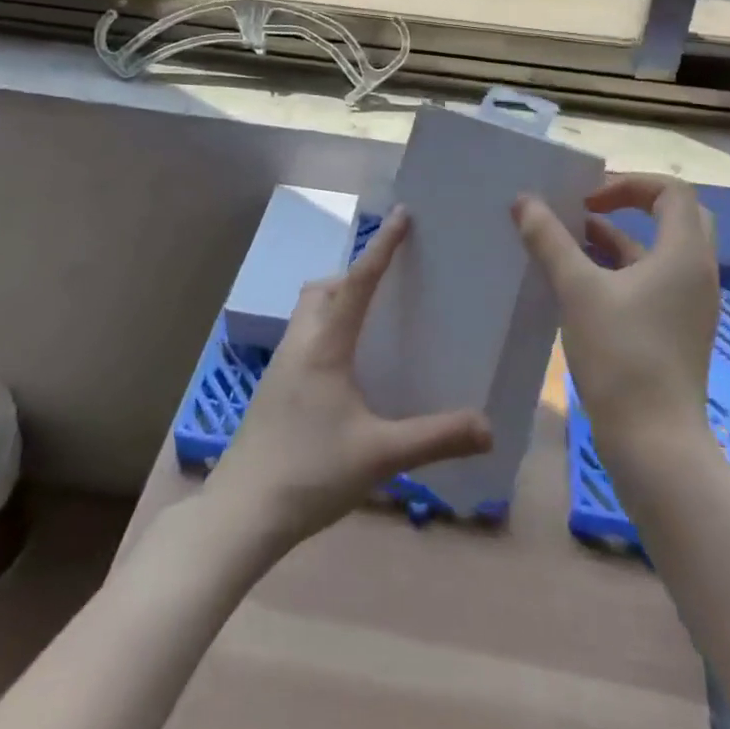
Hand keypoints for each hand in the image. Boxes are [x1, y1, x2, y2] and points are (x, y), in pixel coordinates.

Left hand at [207, 207, 492, 551]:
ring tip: (371, 320)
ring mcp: (281, 364)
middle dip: (354, 273)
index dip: (382, 246)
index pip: (358, 281)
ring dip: (337, 299)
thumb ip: (435, 438)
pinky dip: (326, 328)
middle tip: (389, 282)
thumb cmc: (309, 472)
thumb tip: (489, 427)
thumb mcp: (379, 455)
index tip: (402, 215)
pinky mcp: (273, 386)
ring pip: (309, 310)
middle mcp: (300, 342)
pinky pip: (304, 335)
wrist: (241, 513)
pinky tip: (346, 367)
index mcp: (325, 344)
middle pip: (324, 287)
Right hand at [512, 174, 719, 467]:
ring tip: (567, 241)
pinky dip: (619, 271)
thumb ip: (549, 240)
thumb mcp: (577, 290)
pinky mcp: (676, 331)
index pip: (672, 191)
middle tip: (587, 209)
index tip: (587, 201)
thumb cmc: (621, 356)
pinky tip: (577, 283)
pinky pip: (651, 282)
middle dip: (629, 206)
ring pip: (657, 253)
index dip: (628, 184)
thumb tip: (523, 201)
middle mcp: (695, 273)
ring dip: (617, 239)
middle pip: (673, 217)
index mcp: (684, 254)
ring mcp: (688, 305)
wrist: (655, 445)